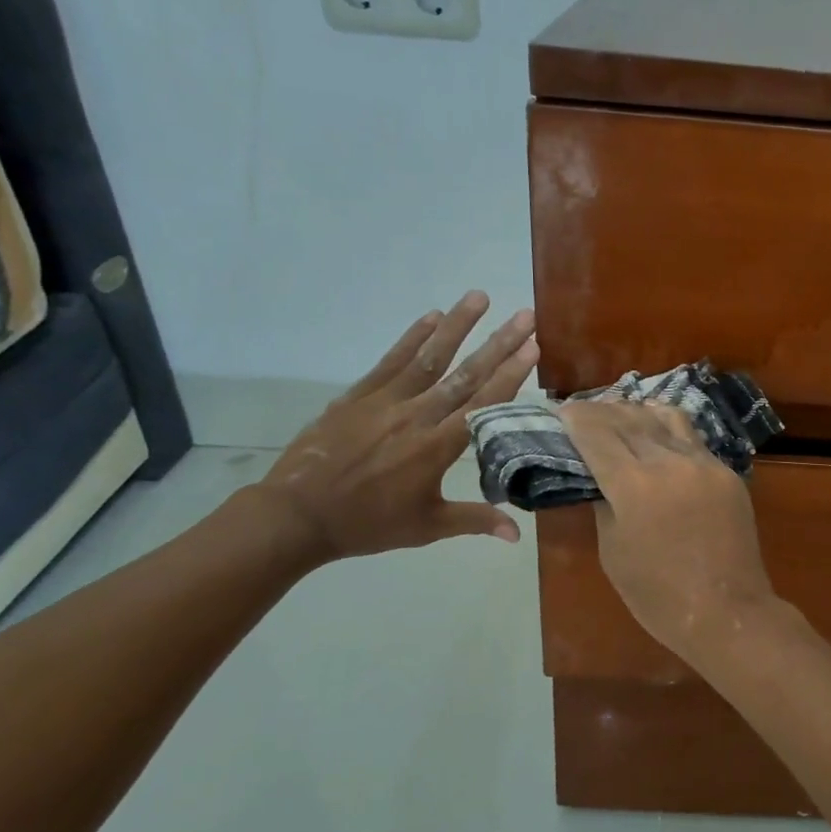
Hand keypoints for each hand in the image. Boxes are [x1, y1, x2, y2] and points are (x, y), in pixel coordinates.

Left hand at [253, 292, 537, 561]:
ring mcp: (385, 401)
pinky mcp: (358, 395)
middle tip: (524, 315)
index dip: (510, 375)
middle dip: (498, 343)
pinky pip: (391, 360)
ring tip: (479, 296)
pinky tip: (432, 316)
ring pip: (428, 357)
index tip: (533, 347)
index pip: (482, 405)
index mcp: (436, 448)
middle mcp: (416, 416)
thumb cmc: (368, 524)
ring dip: (457, 325)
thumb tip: (517, 535)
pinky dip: (412, 337)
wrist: (297, 515)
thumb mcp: (426, 527)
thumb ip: (475, 521)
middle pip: (464, 374)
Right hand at [560, 400, 778, 660]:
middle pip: (628, 418)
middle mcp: (669, 462)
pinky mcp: (726, 472)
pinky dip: (667, 427)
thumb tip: (602, 478)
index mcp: (634, 485)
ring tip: (619, 413)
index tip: (561, 411)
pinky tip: (657, 430)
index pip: (596, 433)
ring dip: (636, 411)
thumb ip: (605, 505)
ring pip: (665, 418)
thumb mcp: (613, 551)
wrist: (728, 612)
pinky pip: (692, 438)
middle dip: (601, 410)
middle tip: (583, 411)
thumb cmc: (658, 596)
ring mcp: (703, 463)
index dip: (576, 418)